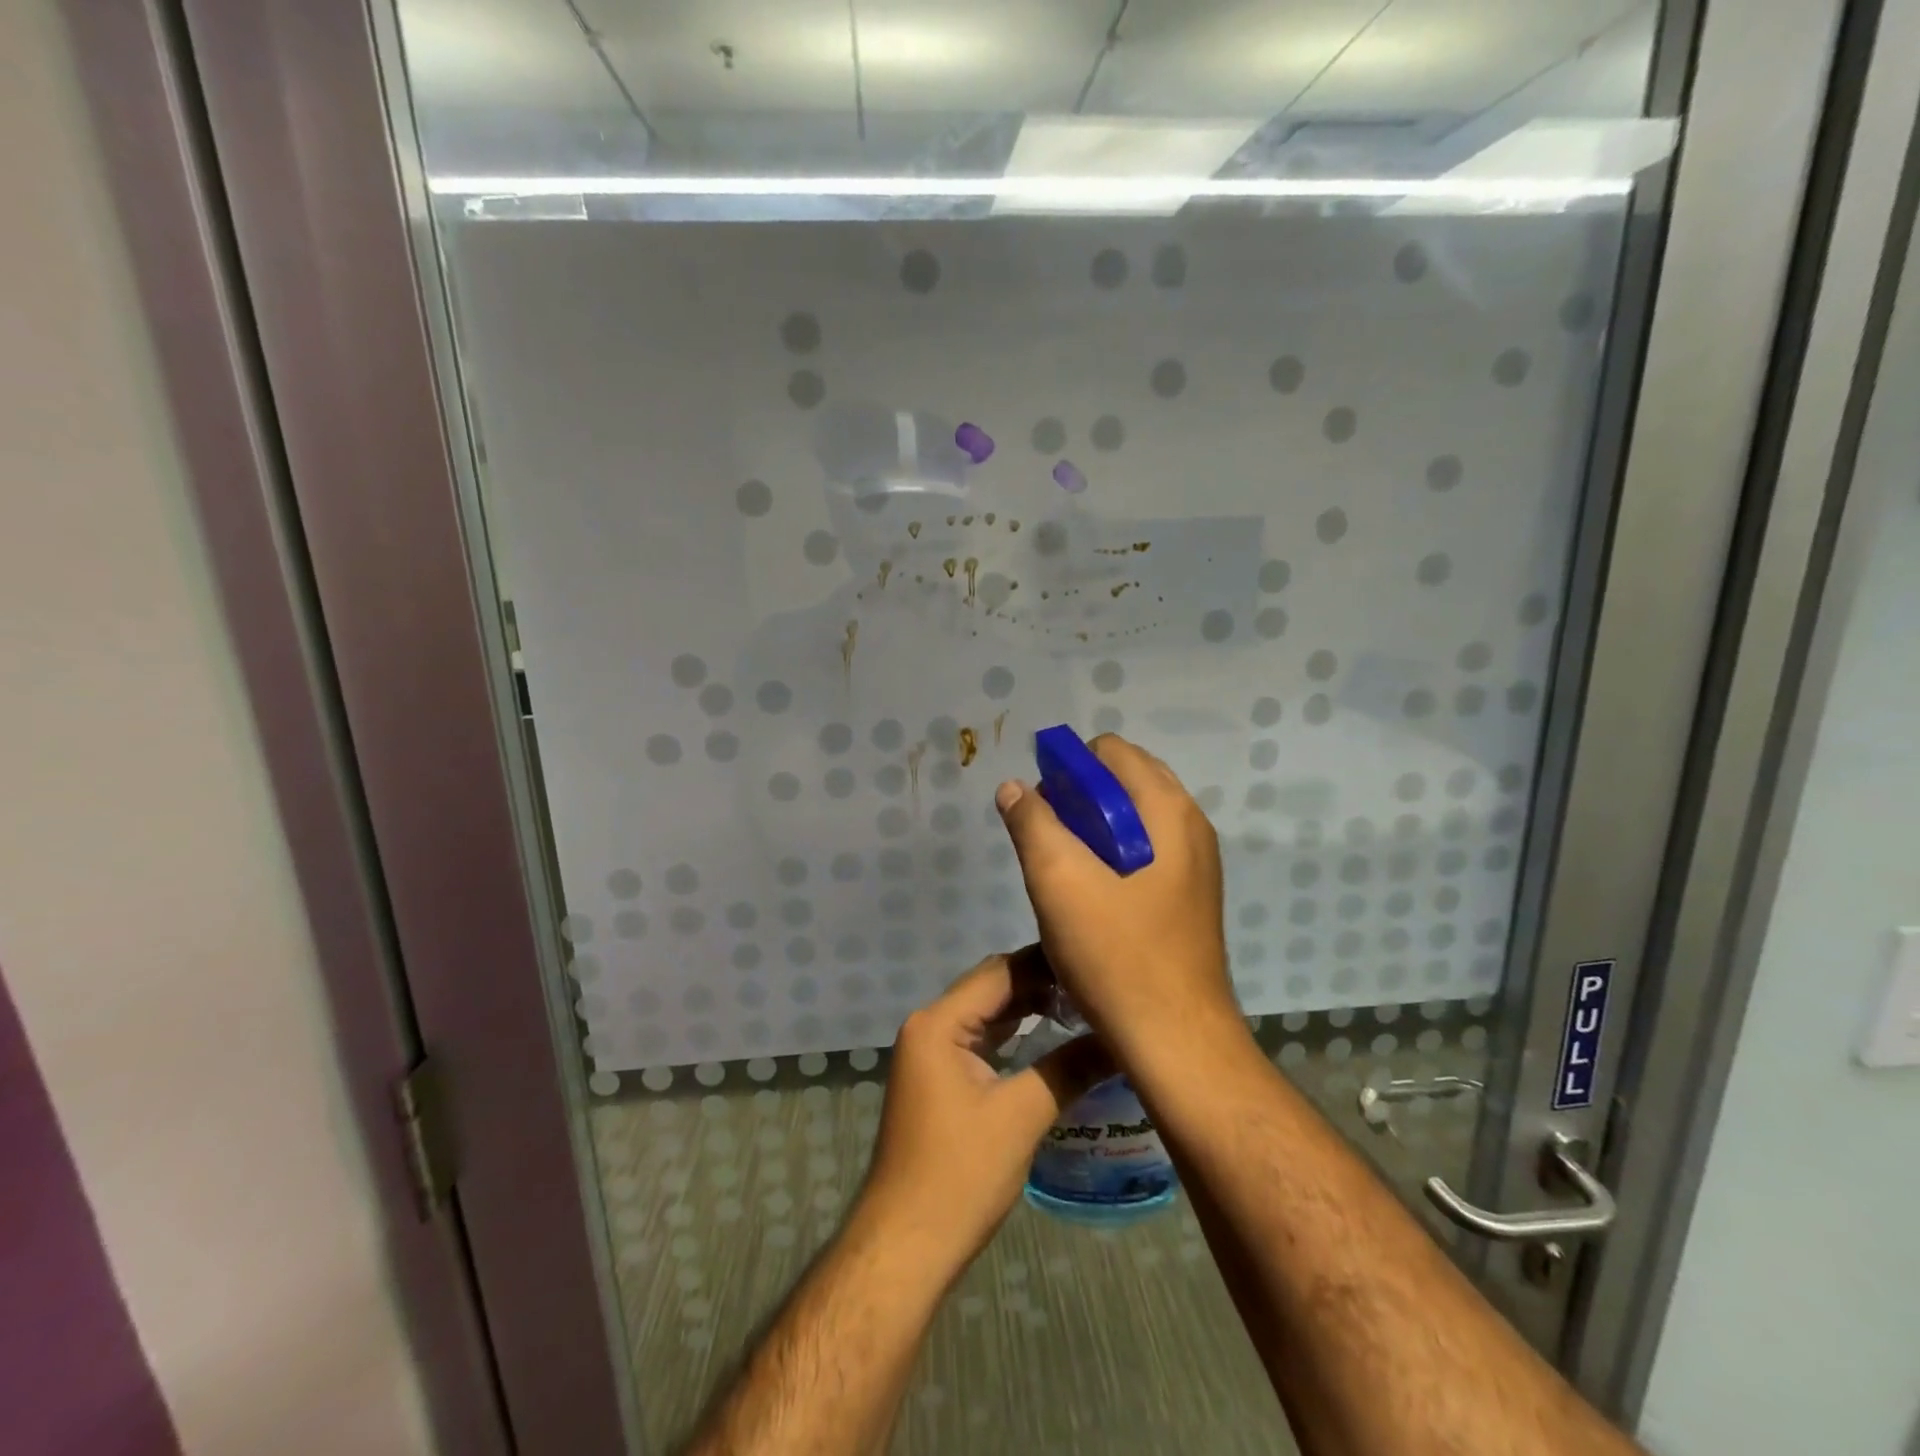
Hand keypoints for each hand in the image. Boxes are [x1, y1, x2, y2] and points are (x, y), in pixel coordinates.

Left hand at [859, 951, 1111, 1273]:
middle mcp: (930, 1026)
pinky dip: (1014, 1035)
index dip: (1047, 965)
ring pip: (987, 1014)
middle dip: (1041, 984)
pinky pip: (981, 1040)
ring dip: (1029, 1009)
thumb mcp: (1021, 1117)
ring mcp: (931, 1053)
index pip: (999, 973)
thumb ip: (1069, 1070)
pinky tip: (1050, 1037)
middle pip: (991, 988)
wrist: (905, 1246)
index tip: (1093, 963)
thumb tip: (1122, 1040)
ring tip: (1082, 1004)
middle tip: (1095, 984)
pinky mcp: (939, 1078)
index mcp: (939, 1023)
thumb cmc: (959, 1175)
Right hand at [994, 734, 1234, 1055]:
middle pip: (1126, 781)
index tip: (1040, 806)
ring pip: (1134, 819)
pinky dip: (1113, 854)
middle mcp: (1191, 826)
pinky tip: (1090, 894)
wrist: (1176, 1041)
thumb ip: (1032, 823)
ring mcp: (1196, 863)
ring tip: (1063, 868)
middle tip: (1048, 838)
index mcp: (1168, 810)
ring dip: (1094, 829)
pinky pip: (1146, 851)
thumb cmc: (1117, 955)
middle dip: (1080, 797)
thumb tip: (1014, 787)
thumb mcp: (1059, 882)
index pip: (1111, 751)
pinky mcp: (1189, 896)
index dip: (1068, 768)